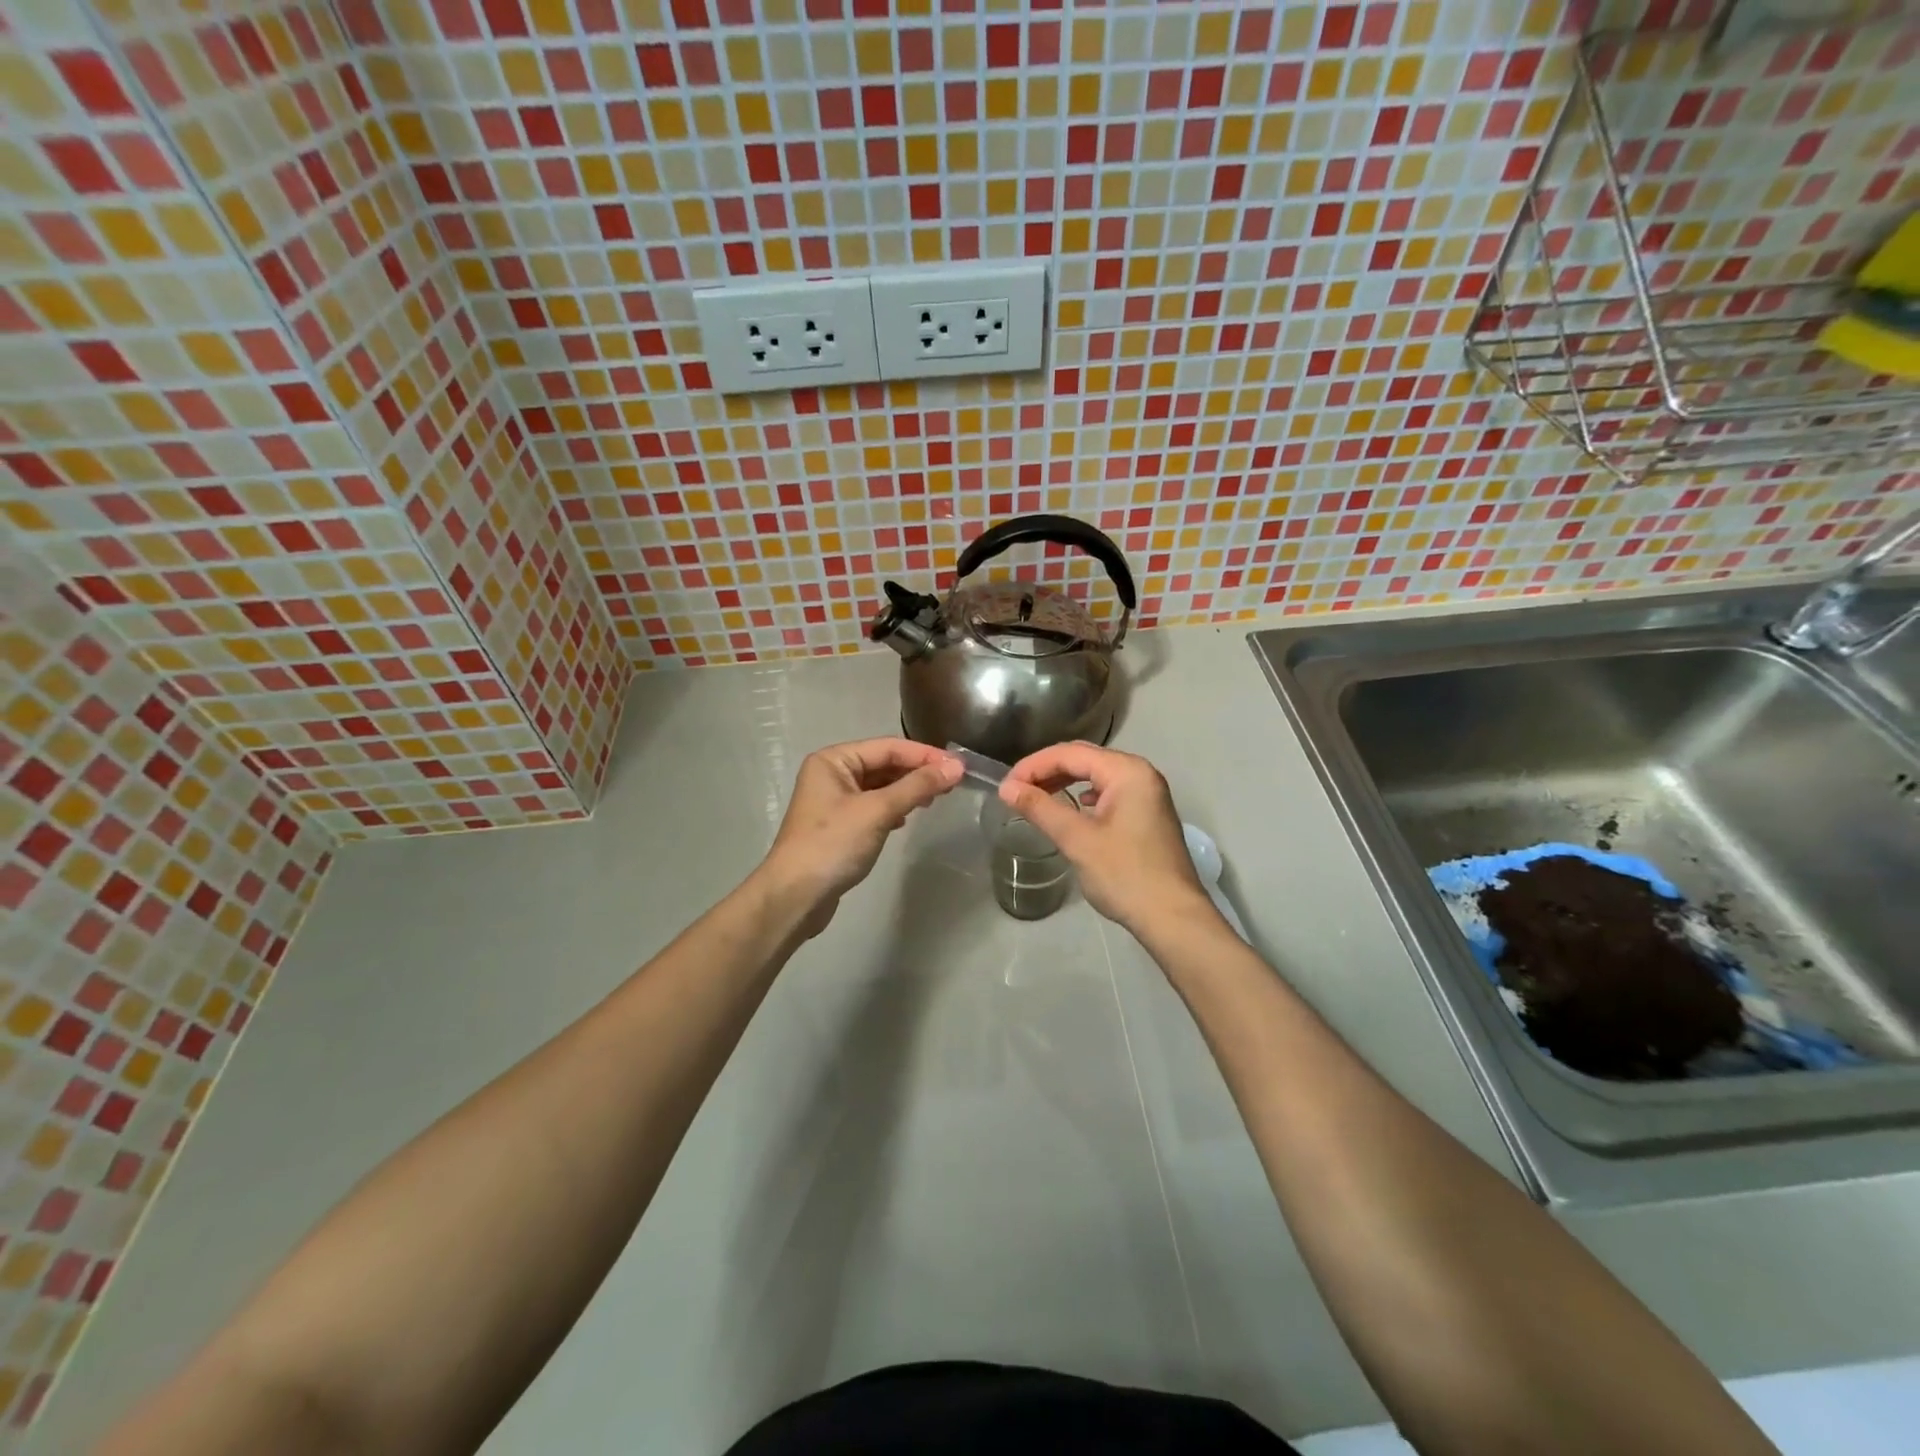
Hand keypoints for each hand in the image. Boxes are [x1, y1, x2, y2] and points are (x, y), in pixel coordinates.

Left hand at [758, 737, 962, 934]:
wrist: (794, 897)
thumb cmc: (833, 845)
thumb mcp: (878, 811)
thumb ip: (917, 786)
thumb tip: (956, 767)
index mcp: (834, 760)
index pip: (888, 747)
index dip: (925, 755)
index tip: (959, 766)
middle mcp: (831, 773)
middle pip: (884, 764)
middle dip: (917, 772)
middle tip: (953, 784)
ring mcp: (834, 801)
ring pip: (880, 787)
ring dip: (907, 791)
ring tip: (935, 799)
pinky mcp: (839, 826)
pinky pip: (874, 807)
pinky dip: (893, 809)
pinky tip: (907, 819)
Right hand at [1000, 742, 1214, 934]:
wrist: (1173, 917)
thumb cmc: (1124, 875)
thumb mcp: (1077, 840)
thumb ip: (1041, 808)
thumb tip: (1006, 789)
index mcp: (1127, 771)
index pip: (1070, 754)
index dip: (1033, 766)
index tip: (1006, 786)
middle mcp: (1140, 773)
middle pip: (1084, 759)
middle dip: (1047, 771)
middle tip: (1016, 791)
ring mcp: (1147, 794)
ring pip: (1096, 775)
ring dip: (1064, 782)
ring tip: (1036, 798)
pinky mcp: (1147, 814)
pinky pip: (1109, 793)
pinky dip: (1084, 795)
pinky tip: (1073, 809)